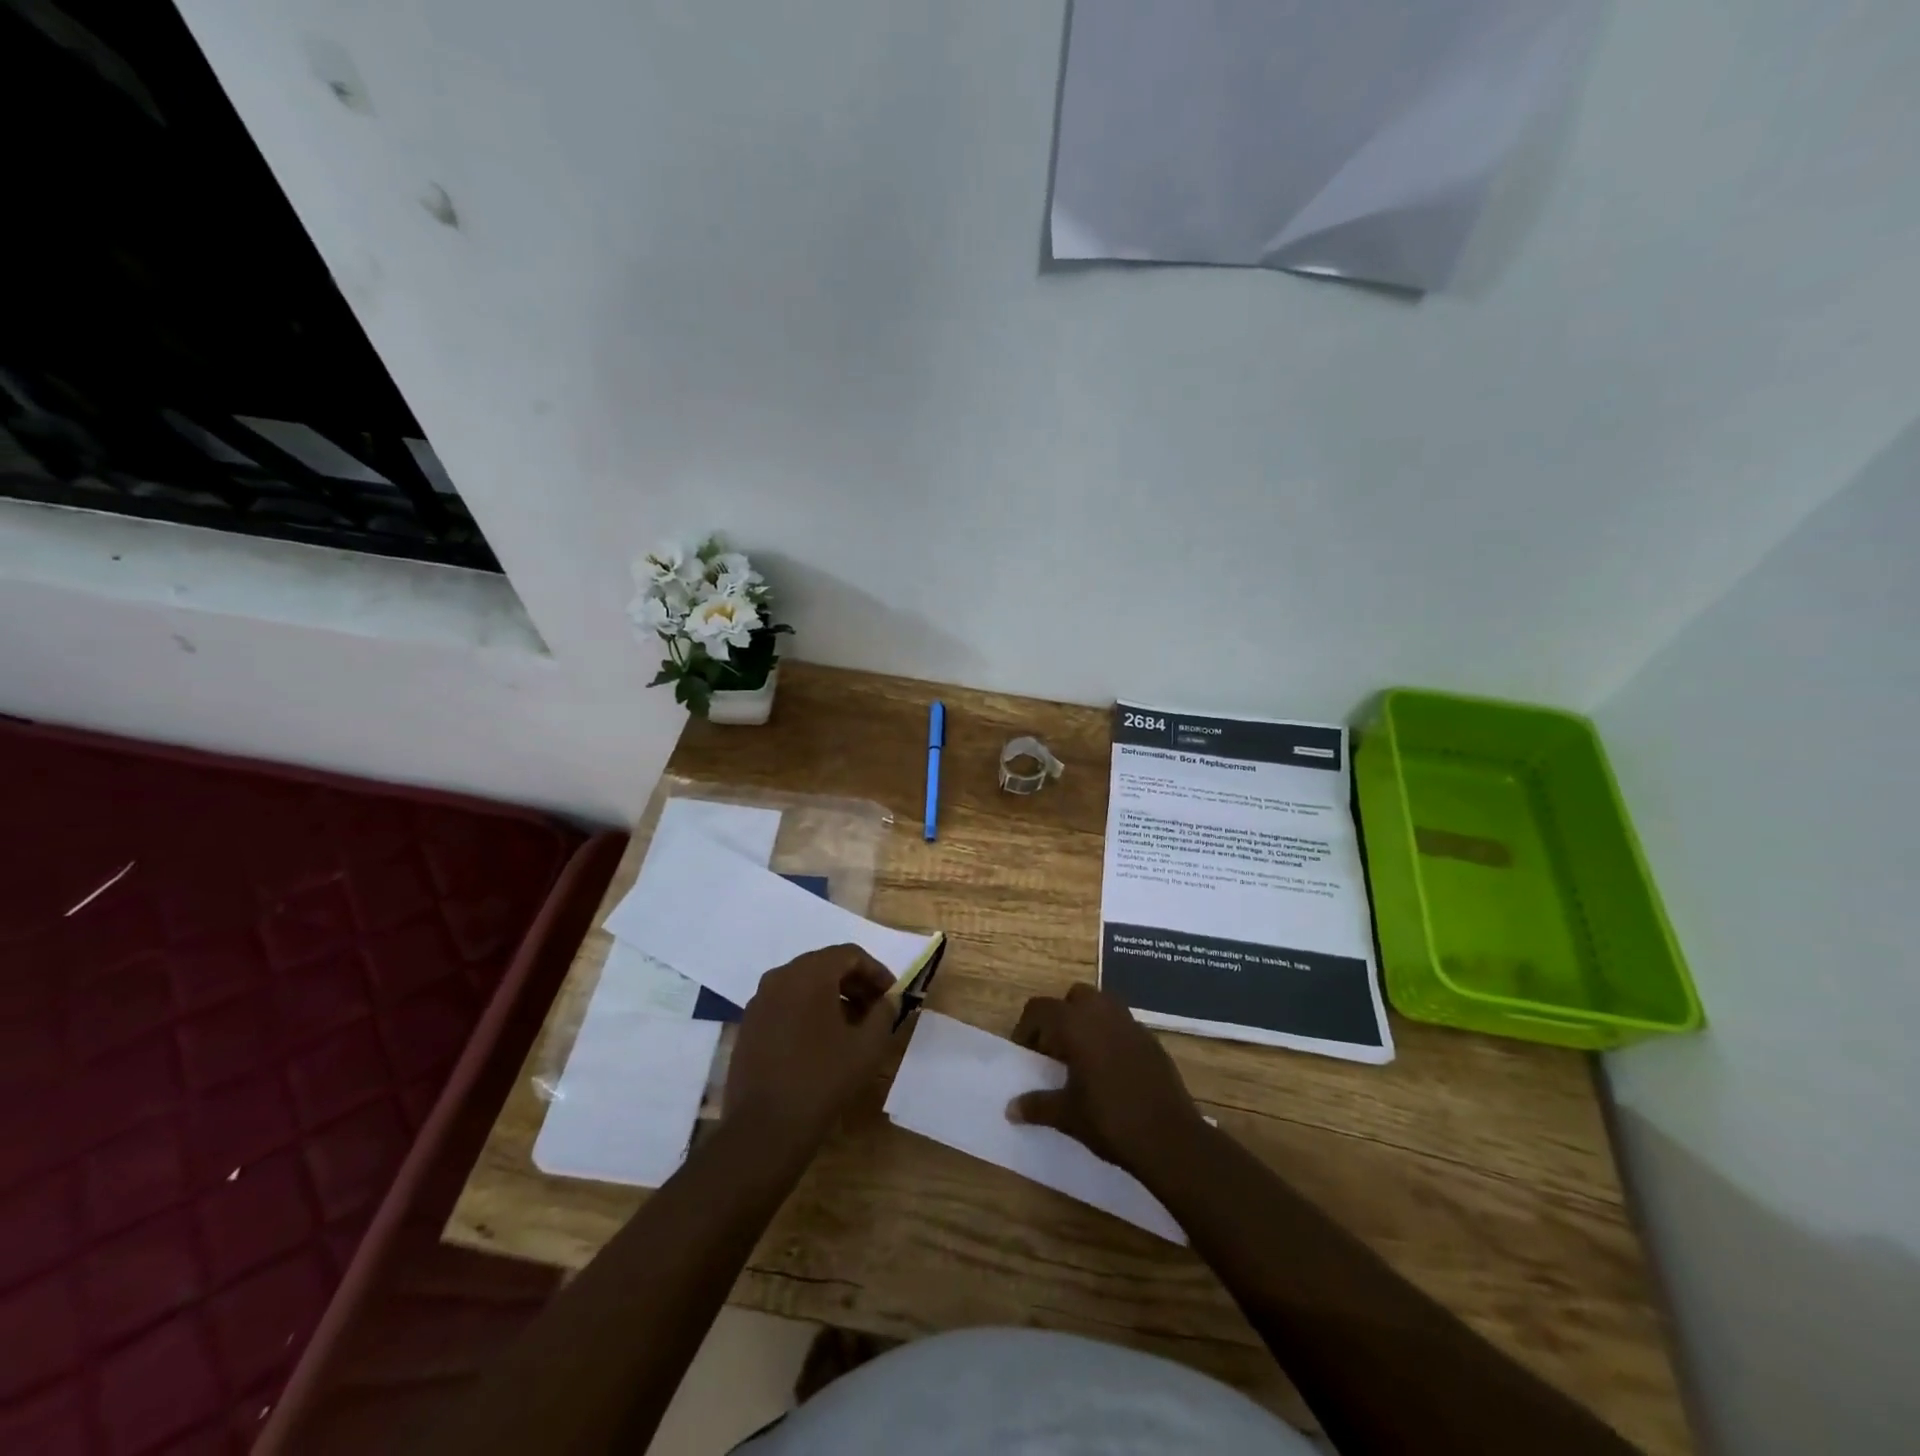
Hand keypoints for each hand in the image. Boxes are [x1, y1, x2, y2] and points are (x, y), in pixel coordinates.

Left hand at [725, 945, 901, 1158]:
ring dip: (832, 996)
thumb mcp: (867, 1046)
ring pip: (803, 984)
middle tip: (876, 1008)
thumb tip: (889, 998)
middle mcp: (780, 976)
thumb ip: (884, 1013)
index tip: (892, 995)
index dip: (876, 971)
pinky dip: (807, 1010)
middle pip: (825, 965)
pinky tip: (821, 1040)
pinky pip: (785, 1003)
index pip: (849, 954)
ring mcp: (759, 1000)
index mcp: (809, 974)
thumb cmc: (823, 1080)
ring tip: (852, 1026)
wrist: (765, 1128)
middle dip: (854, 983)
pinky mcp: (749, 1024)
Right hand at [1006, 982, 1206, 1180]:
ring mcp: (1131, 1024)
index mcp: (1076, 1024)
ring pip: (1102, 1005)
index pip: (1041, 1008)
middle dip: (1060, 1016)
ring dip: (1087, 1021)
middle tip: (1053, 1049)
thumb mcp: (1067, 1116)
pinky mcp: (1151, 1040)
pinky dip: (1110, 1035)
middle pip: (1074, 997)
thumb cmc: (1110, 1121)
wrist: (1170, 1139)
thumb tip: (1010, 1109)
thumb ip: (1037, 1106)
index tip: (1024, 1052)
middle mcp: (1103, 1013)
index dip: (1027, 1027)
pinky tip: (1109, 1069)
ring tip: (1080, 1057)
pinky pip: (1122, 1025)